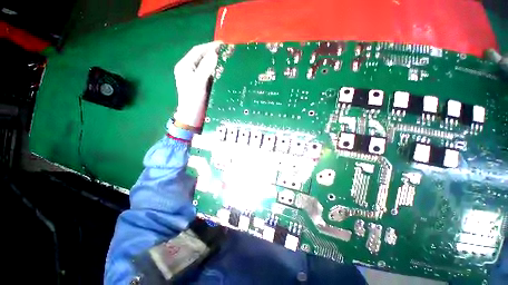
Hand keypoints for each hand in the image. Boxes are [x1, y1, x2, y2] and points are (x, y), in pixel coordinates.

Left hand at [173, 41, 221, 128]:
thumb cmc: (193, 99)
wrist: (192, 115)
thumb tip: (214, 54)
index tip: (222, 44)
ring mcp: (195, 76)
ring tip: (226, 58)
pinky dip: (215, 70)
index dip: (209, 46)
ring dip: (215, 61)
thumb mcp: (199, 82)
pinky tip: (222, 70)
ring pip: (205, 65)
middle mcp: (189, 69)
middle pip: (201, 57)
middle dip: (213, 53)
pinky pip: (208, 73)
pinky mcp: (201, 83)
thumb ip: (206, 67)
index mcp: (185, 66)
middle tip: (226, 51)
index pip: (197, 51)